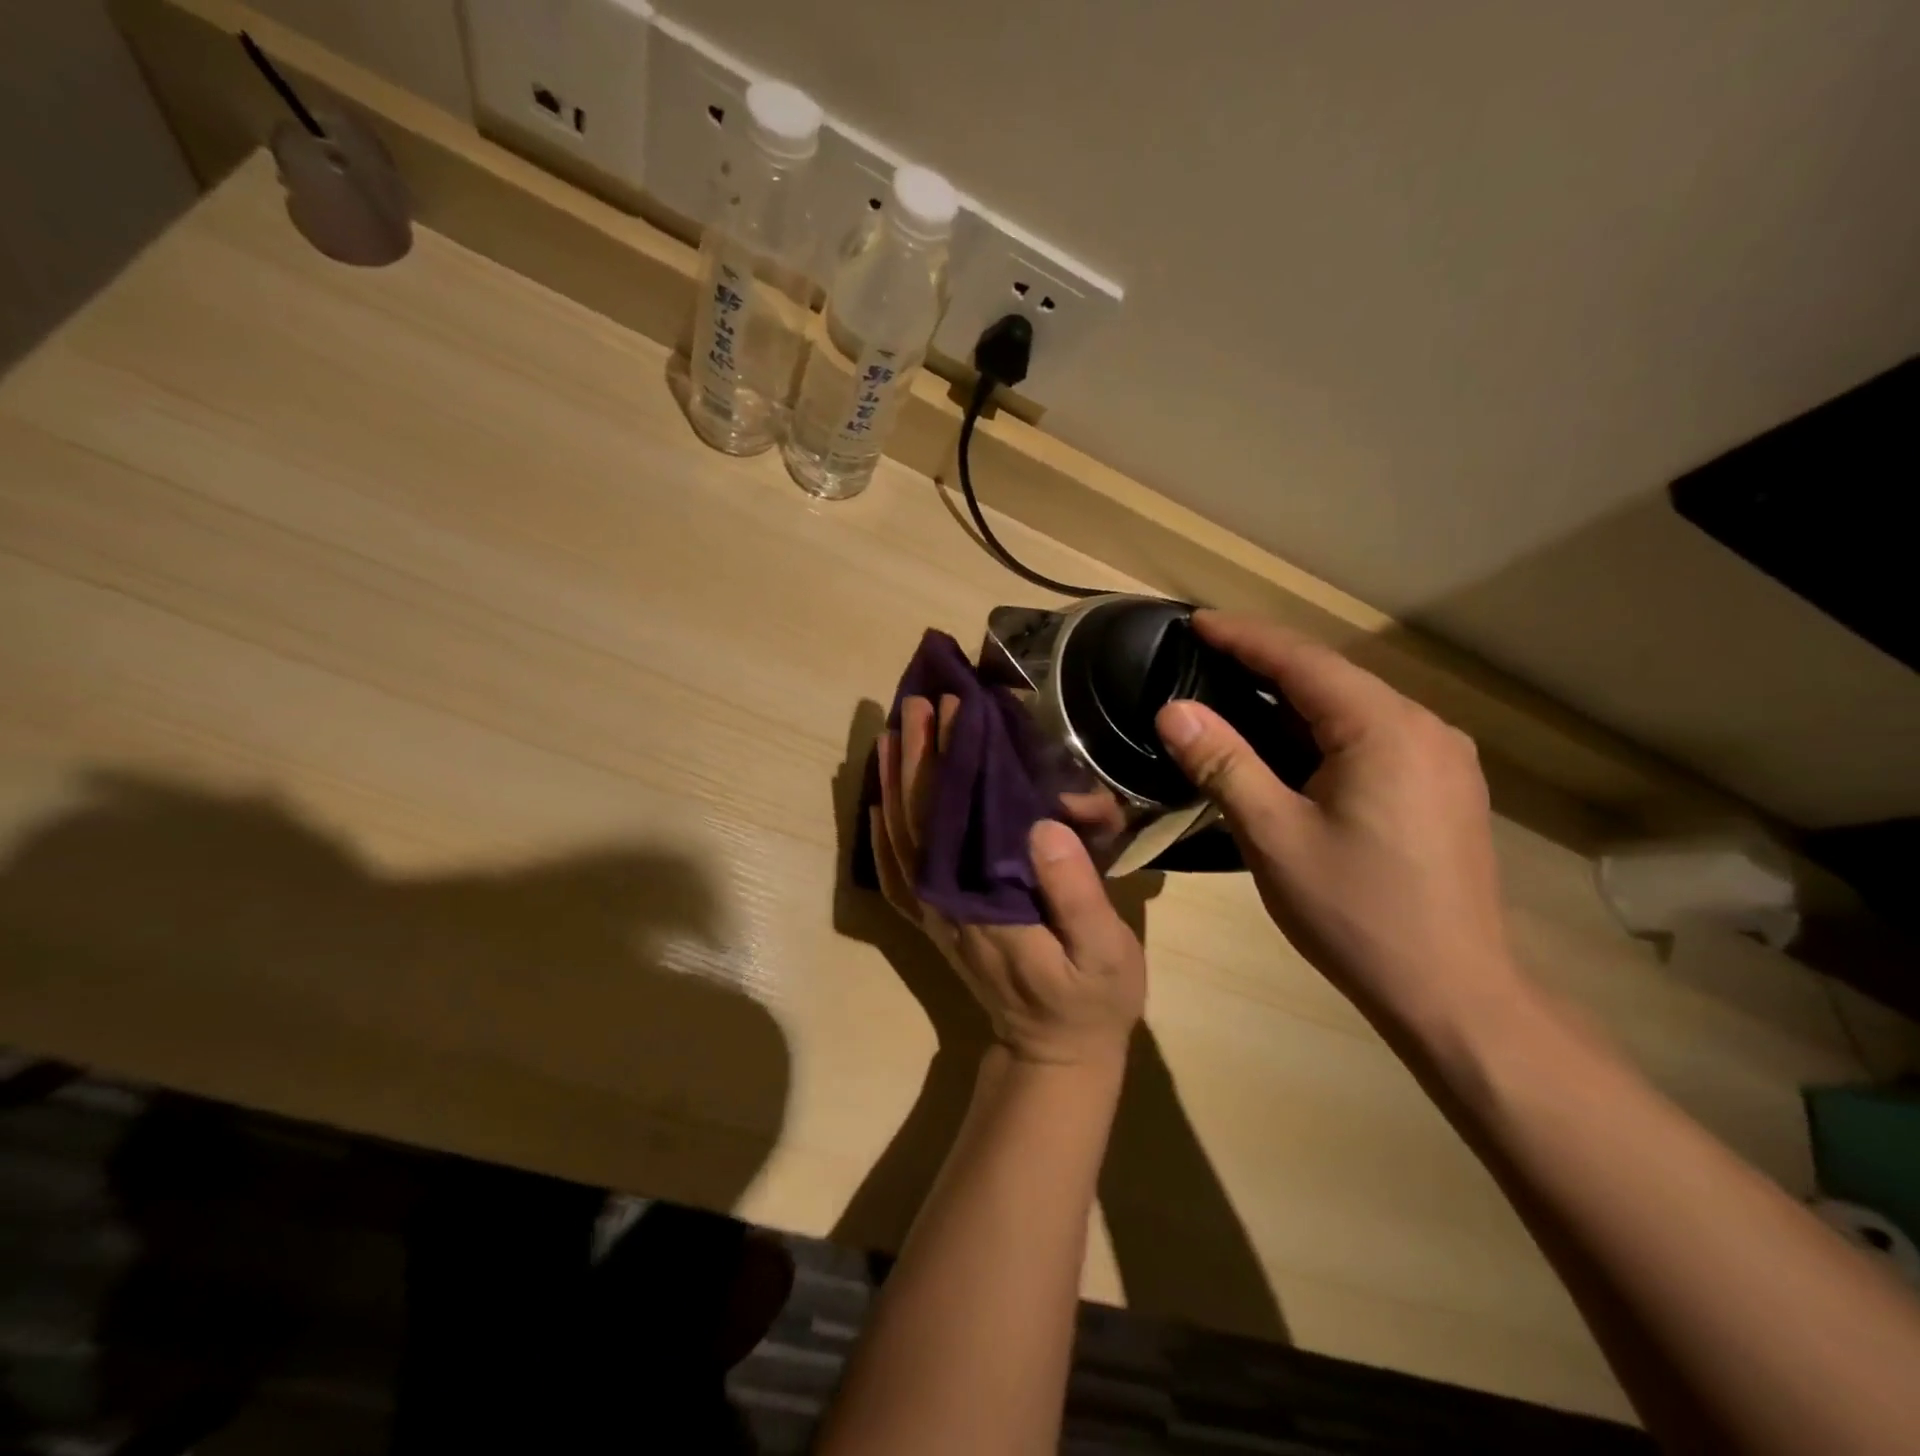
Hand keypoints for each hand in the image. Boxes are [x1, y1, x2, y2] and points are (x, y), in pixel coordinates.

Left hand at [870, 695, 1145, 1069]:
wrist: (1052, 1053)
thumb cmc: (1088, 1000)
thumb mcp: (1103, 952)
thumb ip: (1075, 892)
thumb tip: (1044, 824)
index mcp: (984, 898)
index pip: (959, 814)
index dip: (954, 757)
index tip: (955, 708)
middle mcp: (946, 898)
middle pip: (921, 816)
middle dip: (918, 754)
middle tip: (919, 701)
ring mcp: (935, 910)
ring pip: (902, 835)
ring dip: (894, 782)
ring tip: (893, 732)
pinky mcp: (935, 920)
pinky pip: (897, 870)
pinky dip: (882, 832)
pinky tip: (879, 802)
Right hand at [1155, 611, 1519, 1029]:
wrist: (1452, 993)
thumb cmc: (1355, 913)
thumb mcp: (1274, 836)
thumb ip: (1223, 764)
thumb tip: (1173, 710)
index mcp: (1385, 730)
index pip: (1302, 660)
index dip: (1243, 636)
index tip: (1194, 621)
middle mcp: (1424, 728)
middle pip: (1331, 676)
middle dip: (1264, 661)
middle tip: (1202, 654)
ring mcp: (1440, 758)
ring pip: (1351, 706)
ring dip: (1290, 695)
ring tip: (1231, 690)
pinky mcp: (1441, 786)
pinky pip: (1369, 734)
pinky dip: (1319, 727)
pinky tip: (1285, 741)